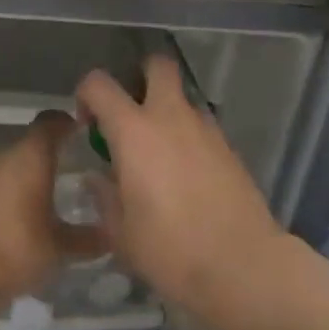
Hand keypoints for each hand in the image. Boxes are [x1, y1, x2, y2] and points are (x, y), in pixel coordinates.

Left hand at [0, 111, 95, 307]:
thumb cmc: (14, 246)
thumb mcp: (58, 249)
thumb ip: (86, 240)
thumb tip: (110, 236)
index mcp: (31, 155)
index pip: (52, 121)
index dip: (68, 123)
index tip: (83, 136)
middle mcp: (2, 156)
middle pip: (29, 147)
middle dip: (48, 161)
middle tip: (70, 181)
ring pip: (7, 170)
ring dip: (23, 183)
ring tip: (42, 209)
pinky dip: (2, 202)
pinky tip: (12, 229)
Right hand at [76, 56, 288, 325]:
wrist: (241, 264)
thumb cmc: (170, 250)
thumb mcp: (121, 233)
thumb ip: (104, 197)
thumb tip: (97, 178)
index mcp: (134, 132)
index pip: (100, 84)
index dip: (86, 94)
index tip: (87, 123)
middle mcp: (171, 117)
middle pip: (158, 65)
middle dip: (141, 74)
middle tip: (130, 111)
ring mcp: (205, 129)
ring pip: (182, 99)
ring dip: (166, 112)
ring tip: (158, 157)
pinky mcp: (229, 146)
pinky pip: (200, 128)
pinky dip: (188, 138)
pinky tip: (185, 177)